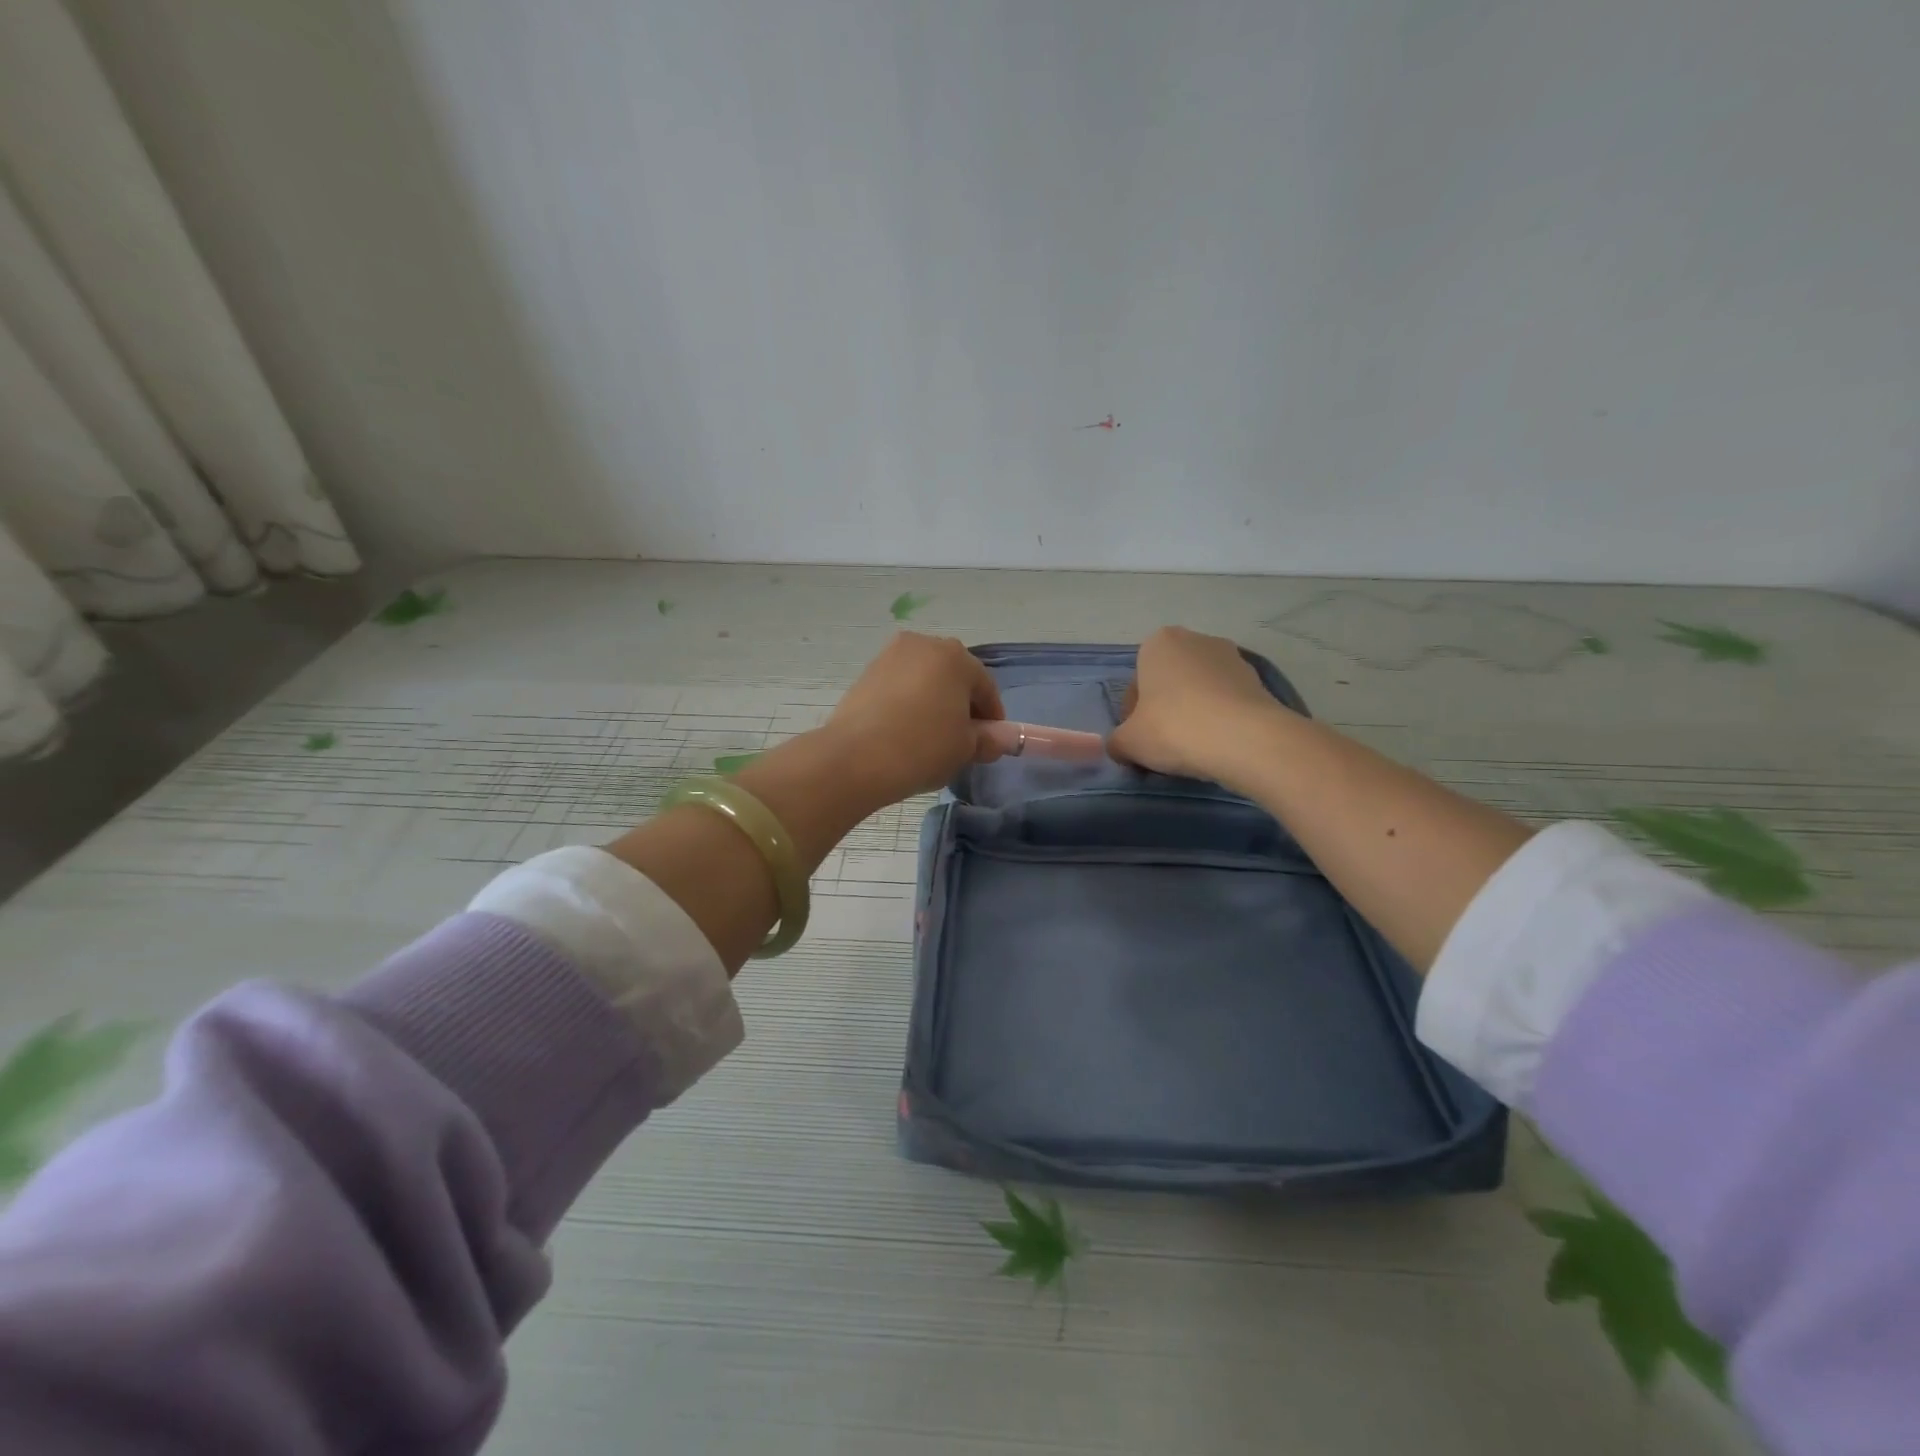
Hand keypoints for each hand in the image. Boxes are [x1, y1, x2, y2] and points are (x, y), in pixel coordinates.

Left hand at [822, 632, 1005, 803]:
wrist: (856, 758)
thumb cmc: (923, 747)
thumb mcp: (965, 749)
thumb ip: (988, 740)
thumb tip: (998, 739)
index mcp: (956, 656)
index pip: (985, 686)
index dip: (993, 717)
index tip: (990, 741)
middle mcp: (923, 645)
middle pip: (953, 676)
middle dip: (962, 704)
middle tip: (962, 738)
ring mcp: (890, 656)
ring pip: (924, 679)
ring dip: (933, 701)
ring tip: (931, 736)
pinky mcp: (866, 673)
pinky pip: (899, 686)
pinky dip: (908, 703)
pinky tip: (905, 731)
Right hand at [1108, 626, 1288, 784]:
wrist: (1245, 740)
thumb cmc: (1174, 729)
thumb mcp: (1127, 742)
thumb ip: (1116, 742)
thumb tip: (1121, 747)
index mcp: (1158, 643)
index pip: (1136, 682)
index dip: (1134, 715)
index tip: (1141, 739)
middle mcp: (1196, 639)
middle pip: (1169, 681)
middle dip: (1165, 708)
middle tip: (1165, 743)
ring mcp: (1232, 657)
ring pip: (1200, 690)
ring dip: (1194, 712)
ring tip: (1195, 747)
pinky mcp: (1259, 680)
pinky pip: (1227, 701)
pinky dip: (1220, 718)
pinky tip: (1219, 744)